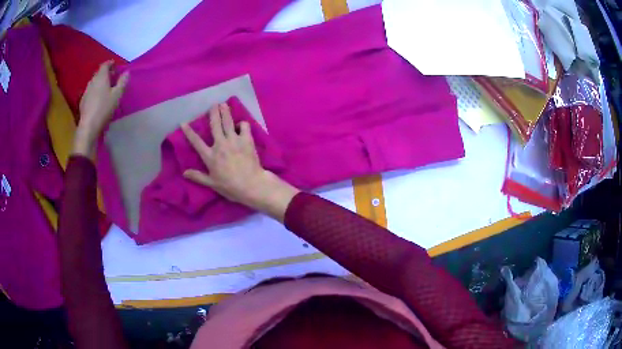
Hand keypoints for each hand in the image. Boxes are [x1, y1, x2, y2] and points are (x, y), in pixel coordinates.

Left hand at [73, 60, 128, 158]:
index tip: (115, 66)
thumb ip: (122, 82)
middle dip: (106, 73)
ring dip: (100, 83)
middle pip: (99, 73)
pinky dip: (95, 91)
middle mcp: (92, 81)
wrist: (88, 126)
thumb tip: (127, 72)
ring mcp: (86, 91)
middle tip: (112, 77)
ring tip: (106, 88)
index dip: (110, 64)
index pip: (105, 65)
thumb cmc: (104, 108)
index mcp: (101, 77)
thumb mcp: (117, 95)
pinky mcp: (83, 101)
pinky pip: (90, 92)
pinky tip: (98, 99)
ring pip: (94, 82)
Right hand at [182, 103, 298, 220]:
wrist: (251, 185)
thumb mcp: (211, 183)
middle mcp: (220, 145)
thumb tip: (184, 173)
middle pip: (215, 125)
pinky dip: (242, 124)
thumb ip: (198, 176)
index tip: (183, 123)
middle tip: (213, 104)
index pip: (196, 142)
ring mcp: (234, 141)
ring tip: (224, 104)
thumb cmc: (230, 186)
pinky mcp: (247, 140)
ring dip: (225, 112)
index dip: (189, 132)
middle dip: (213, 113)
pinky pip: (244, 126)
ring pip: (228, 122)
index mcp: (210, 156)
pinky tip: (241, 125)